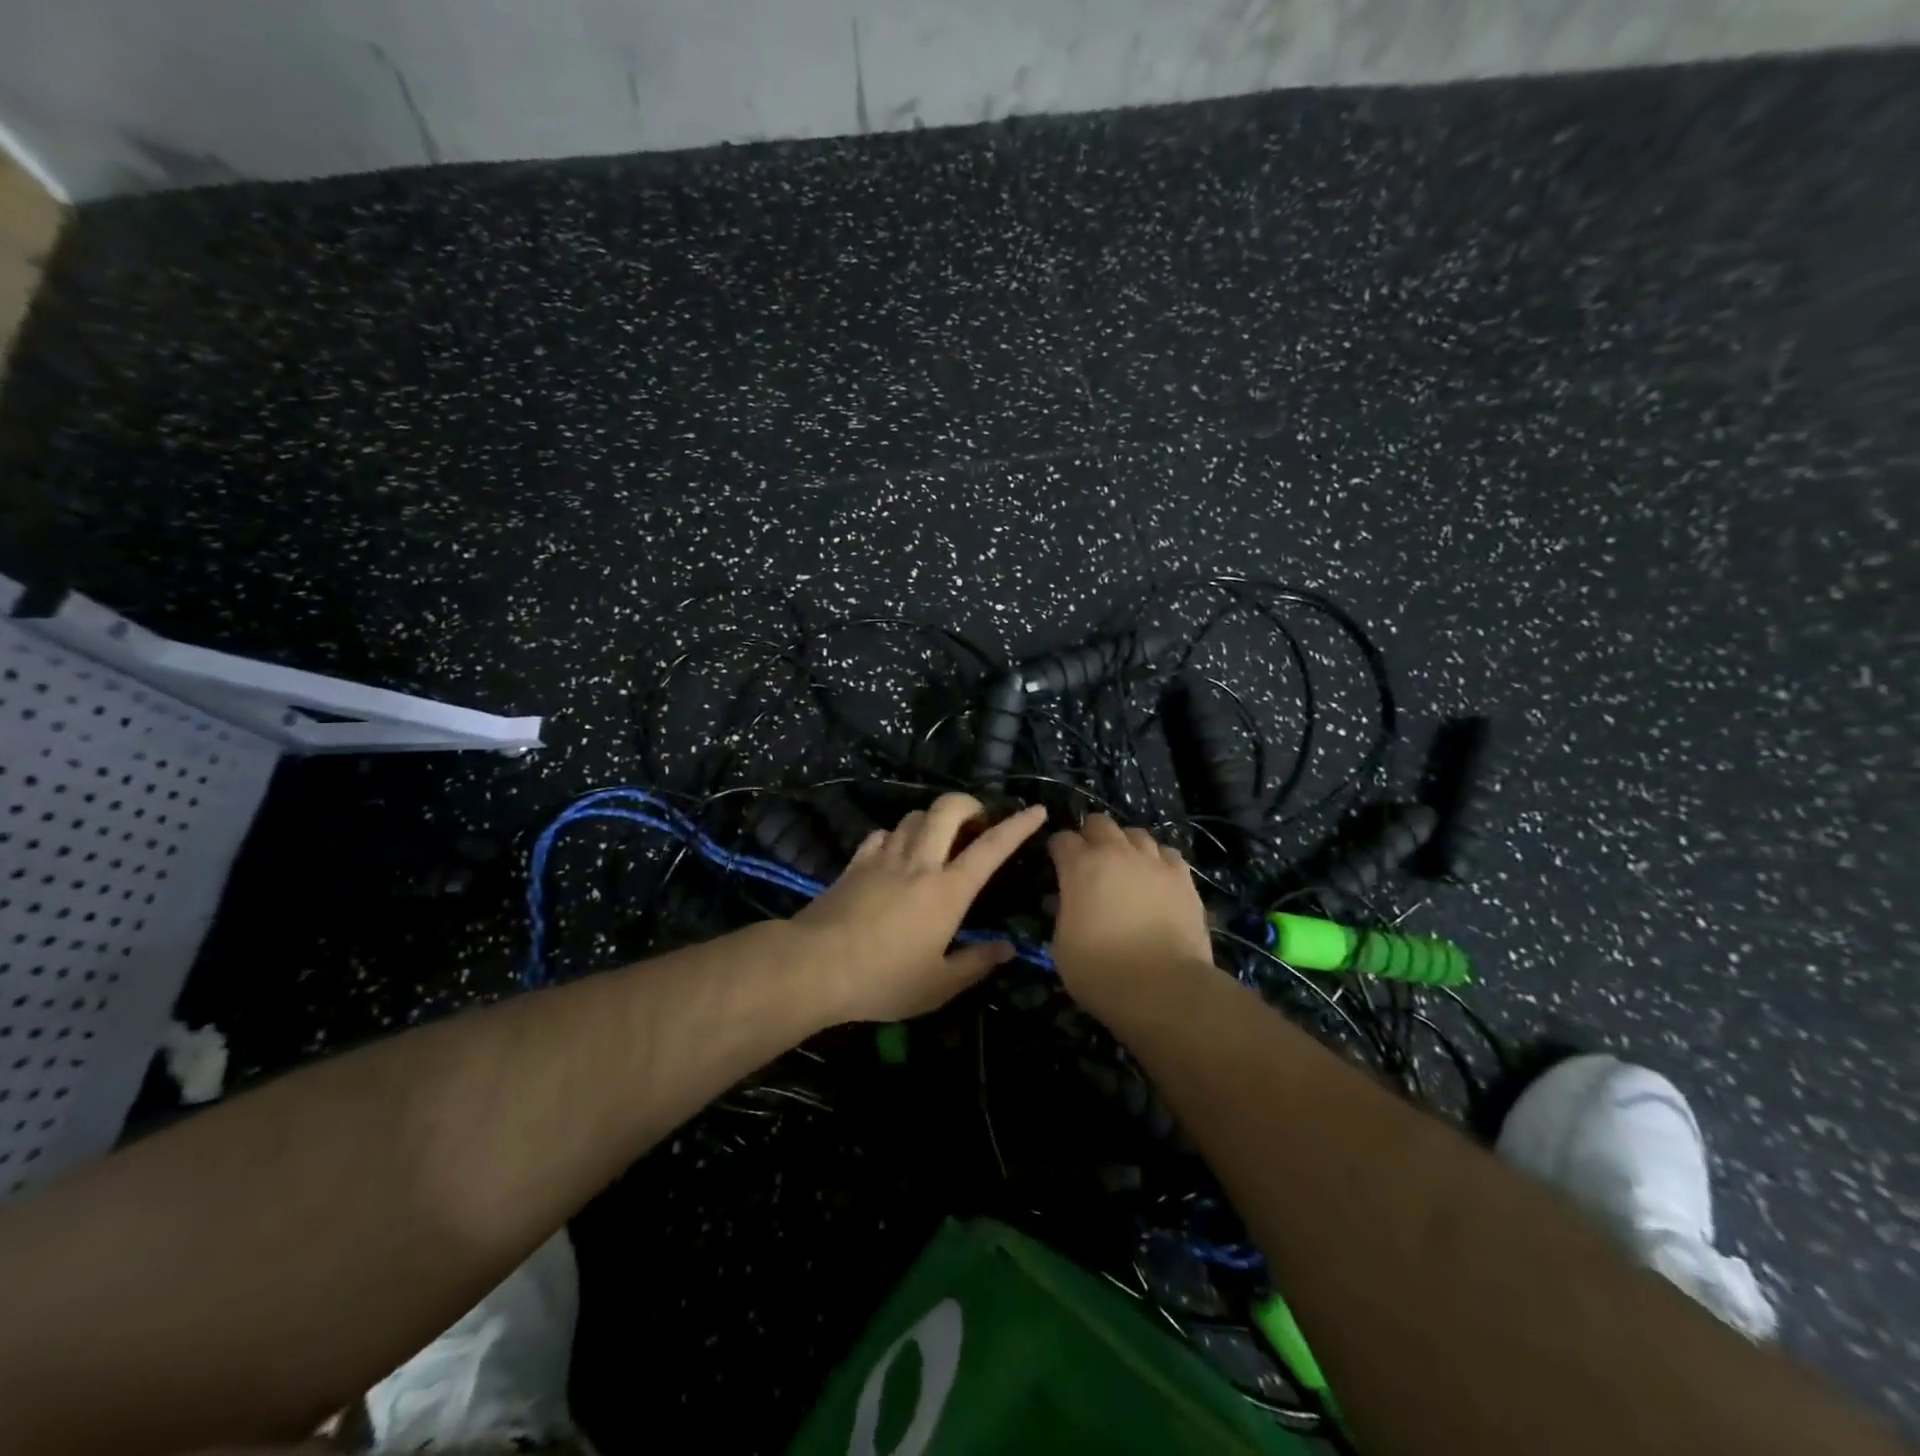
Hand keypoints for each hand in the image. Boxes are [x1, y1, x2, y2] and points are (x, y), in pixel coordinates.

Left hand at [792, 793, 1047, 1022]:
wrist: (815, 965)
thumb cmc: (884, 979)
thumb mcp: (937, 985)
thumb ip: (975, 964)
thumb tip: (1007, 949)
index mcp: (948, 890)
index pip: (991, 848)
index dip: (1017, 826)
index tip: (1036, 811)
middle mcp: (920, 862)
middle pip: (948, 809)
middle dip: (970, 804)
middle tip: (978, 822)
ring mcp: (884, 857)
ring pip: (914, 816)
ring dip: (933, 820)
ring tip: (939, 840)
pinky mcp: (856, 862)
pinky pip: (882, 834)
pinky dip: (897, 836)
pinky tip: (896, 852)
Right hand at [1048, 815, 1214, 1003]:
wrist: (1163, 988)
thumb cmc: (1101, 971)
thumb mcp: (1062, 946)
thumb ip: (1062, 914)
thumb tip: (1063, 902)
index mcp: (1080, 866)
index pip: (1062, 839)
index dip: (1057, 850)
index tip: (1057, 864)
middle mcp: (1117, 853)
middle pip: (1099, 823)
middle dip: (1090, 837)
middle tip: (1090, 861)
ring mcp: (1153, 862)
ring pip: (1136, 833)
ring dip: (1125, 845)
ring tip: (1125, 866)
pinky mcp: (1183, 878)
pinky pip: (1167, 854)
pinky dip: (1157, 860)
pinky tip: (1156, 878)